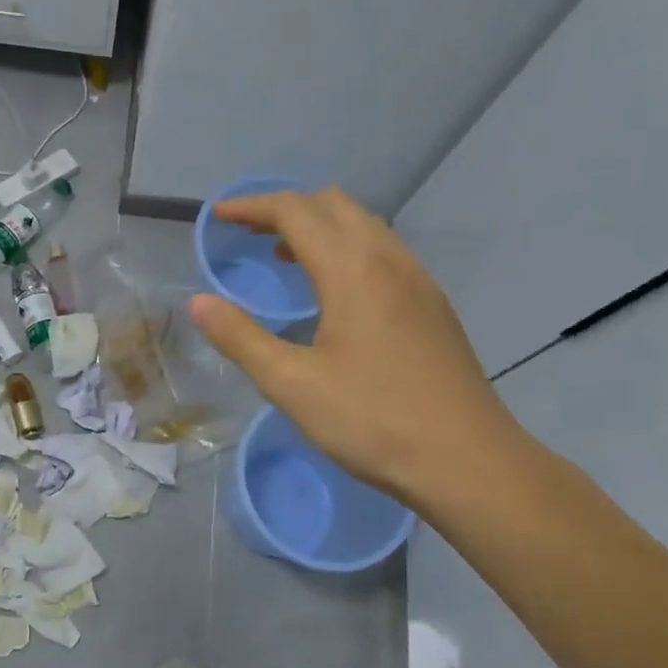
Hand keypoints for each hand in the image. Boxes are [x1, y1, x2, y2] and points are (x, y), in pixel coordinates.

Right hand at [189, 187, 518, 504]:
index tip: (218, 216)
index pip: (295, 211)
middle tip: (247, 233)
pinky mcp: (433, 305)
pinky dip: (346, 248)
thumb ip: (240, 338)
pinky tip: (333, 291)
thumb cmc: (373, 421)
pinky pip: (383, 251)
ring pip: (364, 225)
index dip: (251, 206)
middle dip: (285, 208)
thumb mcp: (292, 384)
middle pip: (333, 205)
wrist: (469, 462)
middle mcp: (389, 260)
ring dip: (318, 226)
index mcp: (353, 271)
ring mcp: (418, 281)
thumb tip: (199, 302)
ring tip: (283, 256)